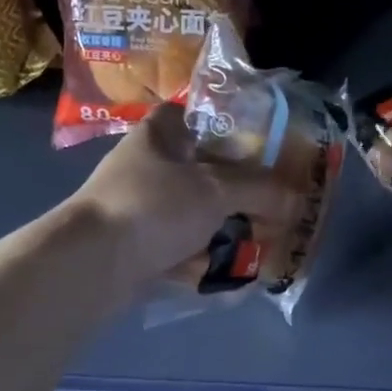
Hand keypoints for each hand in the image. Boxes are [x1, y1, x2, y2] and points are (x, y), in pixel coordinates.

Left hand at [70, 104, 285, 282]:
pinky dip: (204, 261)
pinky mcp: (138, 248)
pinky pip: (181, 250)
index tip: (259, 146)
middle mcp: (147, 167)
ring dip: (223, 230)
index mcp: (159, 135)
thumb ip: (259, 190)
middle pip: (201, 171)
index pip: (194, 115)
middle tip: (272, 205)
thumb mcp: (216, 190)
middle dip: (237, 192)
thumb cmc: (155, 206)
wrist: (94, 263)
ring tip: (260, 243)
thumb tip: (297, 197)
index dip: (226, 126)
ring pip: (193, 214)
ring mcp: (140, 209)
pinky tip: (233, 275)